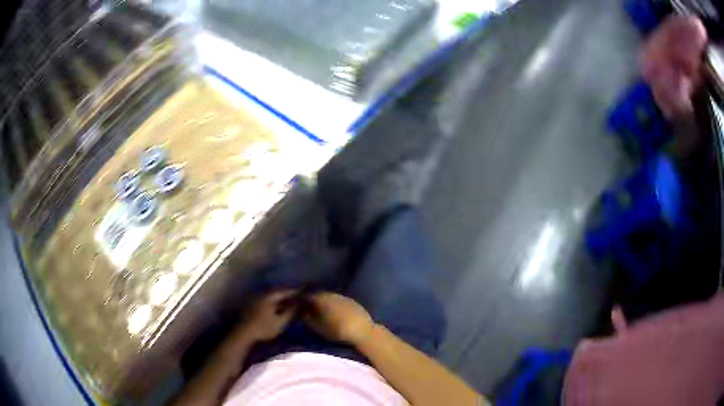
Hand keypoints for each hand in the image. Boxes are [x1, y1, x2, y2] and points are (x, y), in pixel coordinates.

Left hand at [238, 290, 297, 342]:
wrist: (244, 334)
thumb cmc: (264, 328)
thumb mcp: (280, 322)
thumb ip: (290, 312)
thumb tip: (300, 304)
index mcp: (269, 297)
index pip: (284, 291)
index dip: (294, 292)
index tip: (303, 293)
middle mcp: (261, 295)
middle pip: (277, 293)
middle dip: (287, 295)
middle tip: (297, 298)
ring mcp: (255, 301)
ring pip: (271, 297)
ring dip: (280, 300)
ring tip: (289, 304)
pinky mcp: (252, 307)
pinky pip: (266, 302)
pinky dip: (273, 304)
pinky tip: (277, 309)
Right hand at [303, 292, 374, 344]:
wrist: (361, 330)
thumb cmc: (336, 329)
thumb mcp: (316, 326)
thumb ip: (306, 318)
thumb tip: (301, 312)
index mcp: (320, 298)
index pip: (307, 296)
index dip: (302, 301)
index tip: (298, 307)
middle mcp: (331, 294)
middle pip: (319, 296)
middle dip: (314, 302)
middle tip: (310, 310)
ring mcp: (343, 297)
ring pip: (330, 298)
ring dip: (326, 303)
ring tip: (323, 312)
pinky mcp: (353, 302)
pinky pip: (340, 301)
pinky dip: (336, 306)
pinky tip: (336, 313)